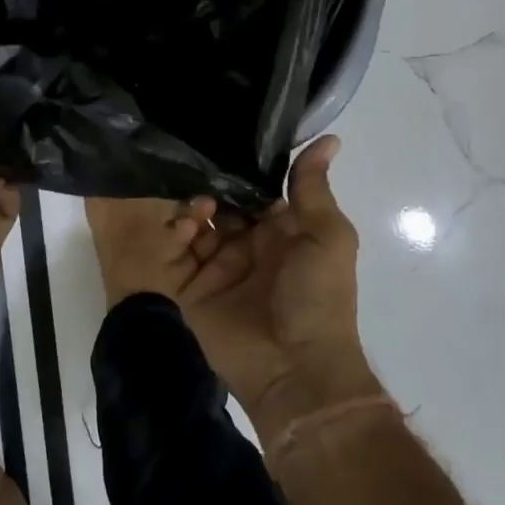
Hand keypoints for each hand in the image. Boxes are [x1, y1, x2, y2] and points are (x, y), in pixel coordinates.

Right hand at [84, 137, 381, 439]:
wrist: (294, 368)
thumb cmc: (318, 297)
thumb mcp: (327, 236)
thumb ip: (313, 189)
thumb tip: (329, 138)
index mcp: (281, 230)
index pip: (255, 189)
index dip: (240, 167)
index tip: (220, 136)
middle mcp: (248, 244)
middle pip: (221, 203)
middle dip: (209, 184)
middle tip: (192, 163)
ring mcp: (218, 266)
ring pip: (196, 224)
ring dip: (192, 207)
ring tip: (195, 204)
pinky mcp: (192, 287)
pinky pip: (176, 254)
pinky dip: (175, 236)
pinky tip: (183, 227)